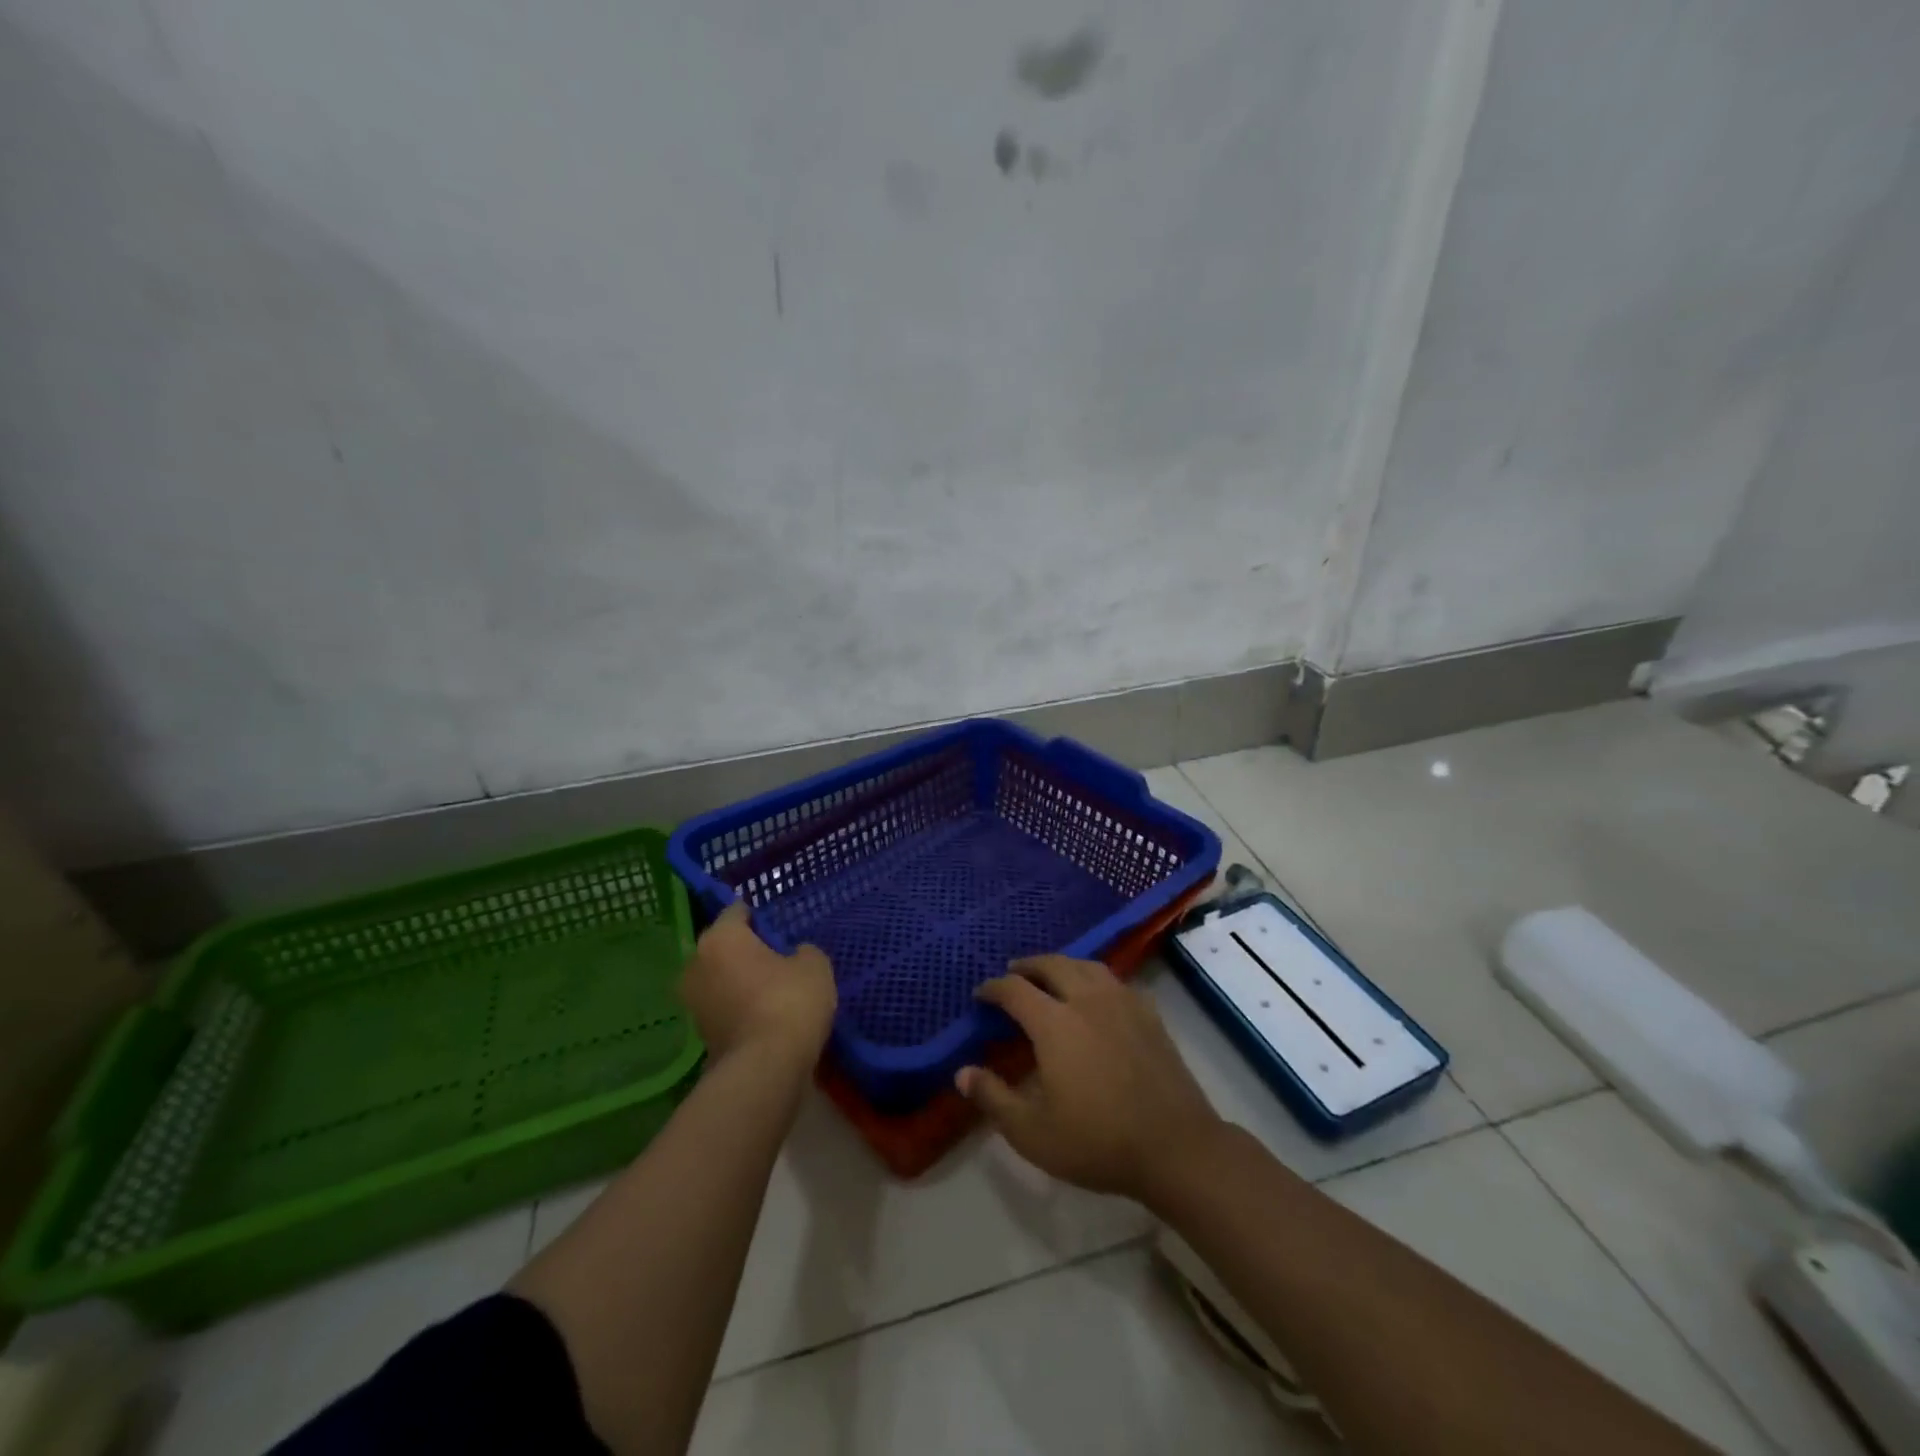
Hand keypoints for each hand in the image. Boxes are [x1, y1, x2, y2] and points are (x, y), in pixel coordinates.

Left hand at [680, 901, 835, 1068]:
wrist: (765, 1069)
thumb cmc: (789, 1001)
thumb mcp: (814, 965)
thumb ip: (803, 952)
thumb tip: (794, 956)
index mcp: (720, 938)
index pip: (737, 912)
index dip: (758, 916)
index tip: (776, 925)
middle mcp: (697, 964)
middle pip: (723, 947)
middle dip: (746, 950)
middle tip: (777, 956)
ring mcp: (694, 1002)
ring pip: (721, 979)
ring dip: (741, 981)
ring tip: (774, 987)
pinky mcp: (700, 1035)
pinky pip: (724, 1007)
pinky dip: (740, 1007)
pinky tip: (766, 1014)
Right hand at [955, 956, 1222, 1203]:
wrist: (1175, 1147)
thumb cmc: (1097, 1141)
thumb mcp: (1032, 1132)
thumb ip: (994, 1098)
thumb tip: (962, 1072)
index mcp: (1054, 1023)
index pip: (1015, 990)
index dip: (994, 988)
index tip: (982, 994)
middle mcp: (1087, 1000)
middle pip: (1052, 965)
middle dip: (1028, 966)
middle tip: (1013, 973)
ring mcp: (1122, 1003)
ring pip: (1086, 966)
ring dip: (1061, 964)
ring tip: (1051, 975)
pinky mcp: (1149, 1014)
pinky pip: (1115, 981)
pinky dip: (1095, 978)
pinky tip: (1096, 994)